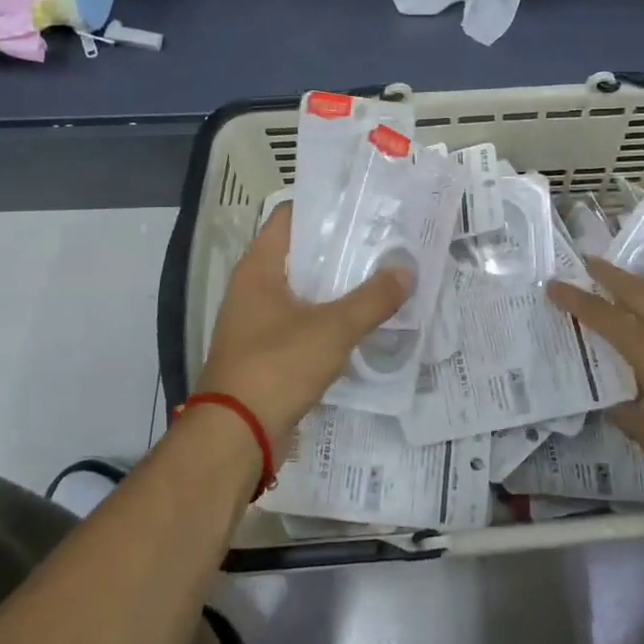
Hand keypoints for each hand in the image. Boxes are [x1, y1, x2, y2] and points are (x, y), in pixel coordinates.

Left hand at [197, 204, 411, 451]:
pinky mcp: (266, 353)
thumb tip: (407, 270)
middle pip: (299, 254)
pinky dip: (328, 319)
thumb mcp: (333, 329)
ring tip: (380, 278)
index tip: (362, 207)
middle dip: (339, 249)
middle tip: (383, 242)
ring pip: (303, 291)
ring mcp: (256, 323)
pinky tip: (360, 323)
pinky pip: (302, 323)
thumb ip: (373, 298)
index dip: (324, 207)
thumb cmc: (277, 367)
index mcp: (258, 269)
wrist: (235, 436)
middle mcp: (252, 289)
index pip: (289, 218)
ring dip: (336, 286)